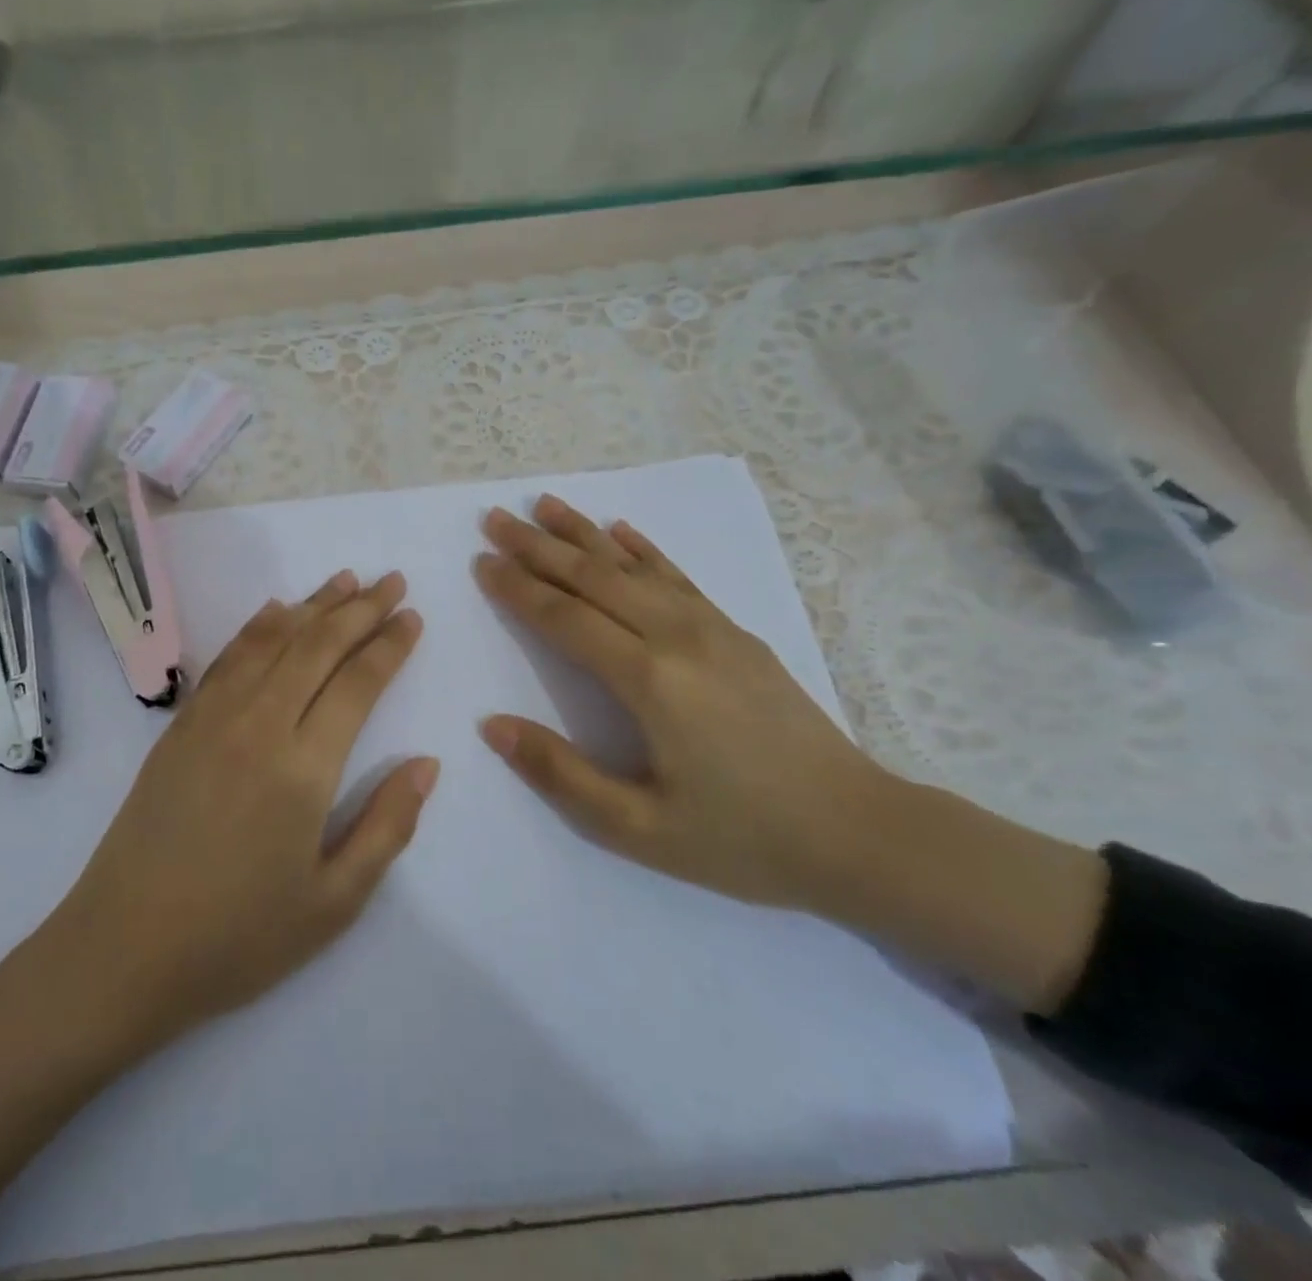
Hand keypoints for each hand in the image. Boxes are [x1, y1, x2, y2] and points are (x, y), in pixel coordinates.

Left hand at [52, 570, 437, 1040]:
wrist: (122, 950)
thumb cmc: (238, 937)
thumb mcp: (334, 902)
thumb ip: (387, 827)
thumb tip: (427, 764)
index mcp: (303, 768)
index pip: (358, 683)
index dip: (389, 644)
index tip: (412, 616)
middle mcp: (259, 725)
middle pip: (318, 646)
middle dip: (361, 608)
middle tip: (393, 581)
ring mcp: (213, 719)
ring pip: (272, 641)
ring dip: (313, 605)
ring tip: (345, 581)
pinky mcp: (181, 726)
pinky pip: (228, 659)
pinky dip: (258, 627)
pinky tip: (276, 612)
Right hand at [473, 495, 892, 910]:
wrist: (859, 832)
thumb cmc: (742, 837)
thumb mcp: (638, 828)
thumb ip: (561, 774)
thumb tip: (493, 725)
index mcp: (649, 680)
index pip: (565, 618)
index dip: (518, 588)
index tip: (482, 561)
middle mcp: (677, 637)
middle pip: (594, 578)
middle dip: (539, 546)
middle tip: (496, 518)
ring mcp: (712, 629)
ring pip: (634, 566)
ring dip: (584, 534)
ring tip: (545, 505)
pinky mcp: (737, 633)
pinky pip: (678, 577)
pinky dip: (644, 550)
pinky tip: (623, 530)